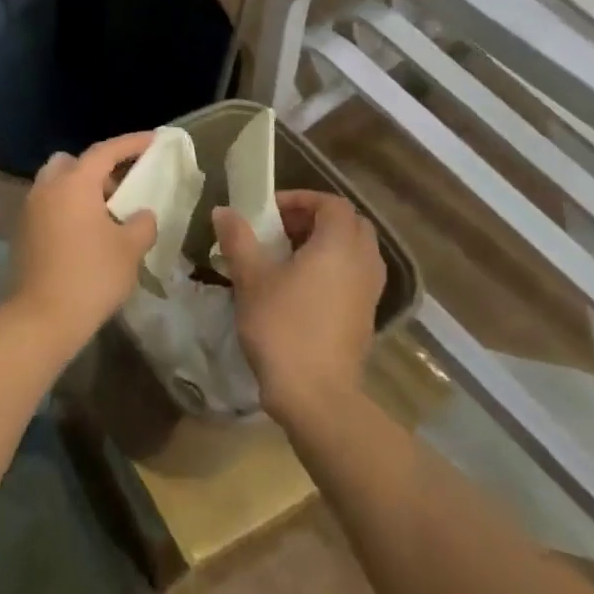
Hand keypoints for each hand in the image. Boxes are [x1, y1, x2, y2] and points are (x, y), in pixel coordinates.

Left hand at [5, 132, 158, 356]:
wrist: (42, 316)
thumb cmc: (91, 275)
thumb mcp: (129, 249)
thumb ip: (142, 223)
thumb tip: (141, 215)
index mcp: (73, 183)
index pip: (104, 151)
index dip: (130, 143)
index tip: (153, 140)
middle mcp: (47, 188)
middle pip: (72, 162)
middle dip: (97, 167)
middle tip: (122, 186)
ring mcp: (29, 209)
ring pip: (56, 184)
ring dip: (80, 189)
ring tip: (106, 214)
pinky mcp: (22, 231)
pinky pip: (48, 206)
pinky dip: (67, 208)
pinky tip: (85, 234)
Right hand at [212, 190, 385, 425]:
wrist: (316, 394)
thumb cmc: (282, 327)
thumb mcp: (251, 279)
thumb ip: (238, 239)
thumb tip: (224, 211)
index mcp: (338, 246)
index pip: (332, 204)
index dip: (301, 199)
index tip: (270, 211)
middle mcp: (362, 263)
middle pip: (350, 224)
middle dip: (316, 219)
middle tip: (281, 230)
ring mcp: (369, 293)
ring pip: (356, 251)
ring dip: (327, 244)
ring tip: (289, 257)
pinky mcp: (366, 317)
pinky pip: (355, 276)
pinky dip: (334, 269)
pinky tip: (301, 288)